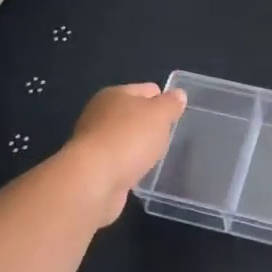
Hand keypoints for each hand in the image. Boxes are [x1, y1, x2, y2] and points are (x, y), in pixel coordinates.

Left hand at [63, 83, 187, 225]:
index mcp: (115, 94)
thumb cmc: (129, 139)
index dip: (165, 101)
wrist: (93, 181)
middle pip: (134, 114)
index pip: (147, 89)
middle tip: (170, 139)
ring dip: (139, 147)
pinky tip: (140, 173)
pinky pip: (119, 161)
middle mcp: (100, 114)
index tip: (178, 117)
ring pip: (126, 139)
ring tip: (158, 158)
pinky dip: (129, 165)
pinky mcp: (93, 167)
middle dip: (152, 125)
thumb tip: (178, 94)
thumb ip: (170, 104)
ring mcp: (94, 141)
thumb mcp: (159, 115)